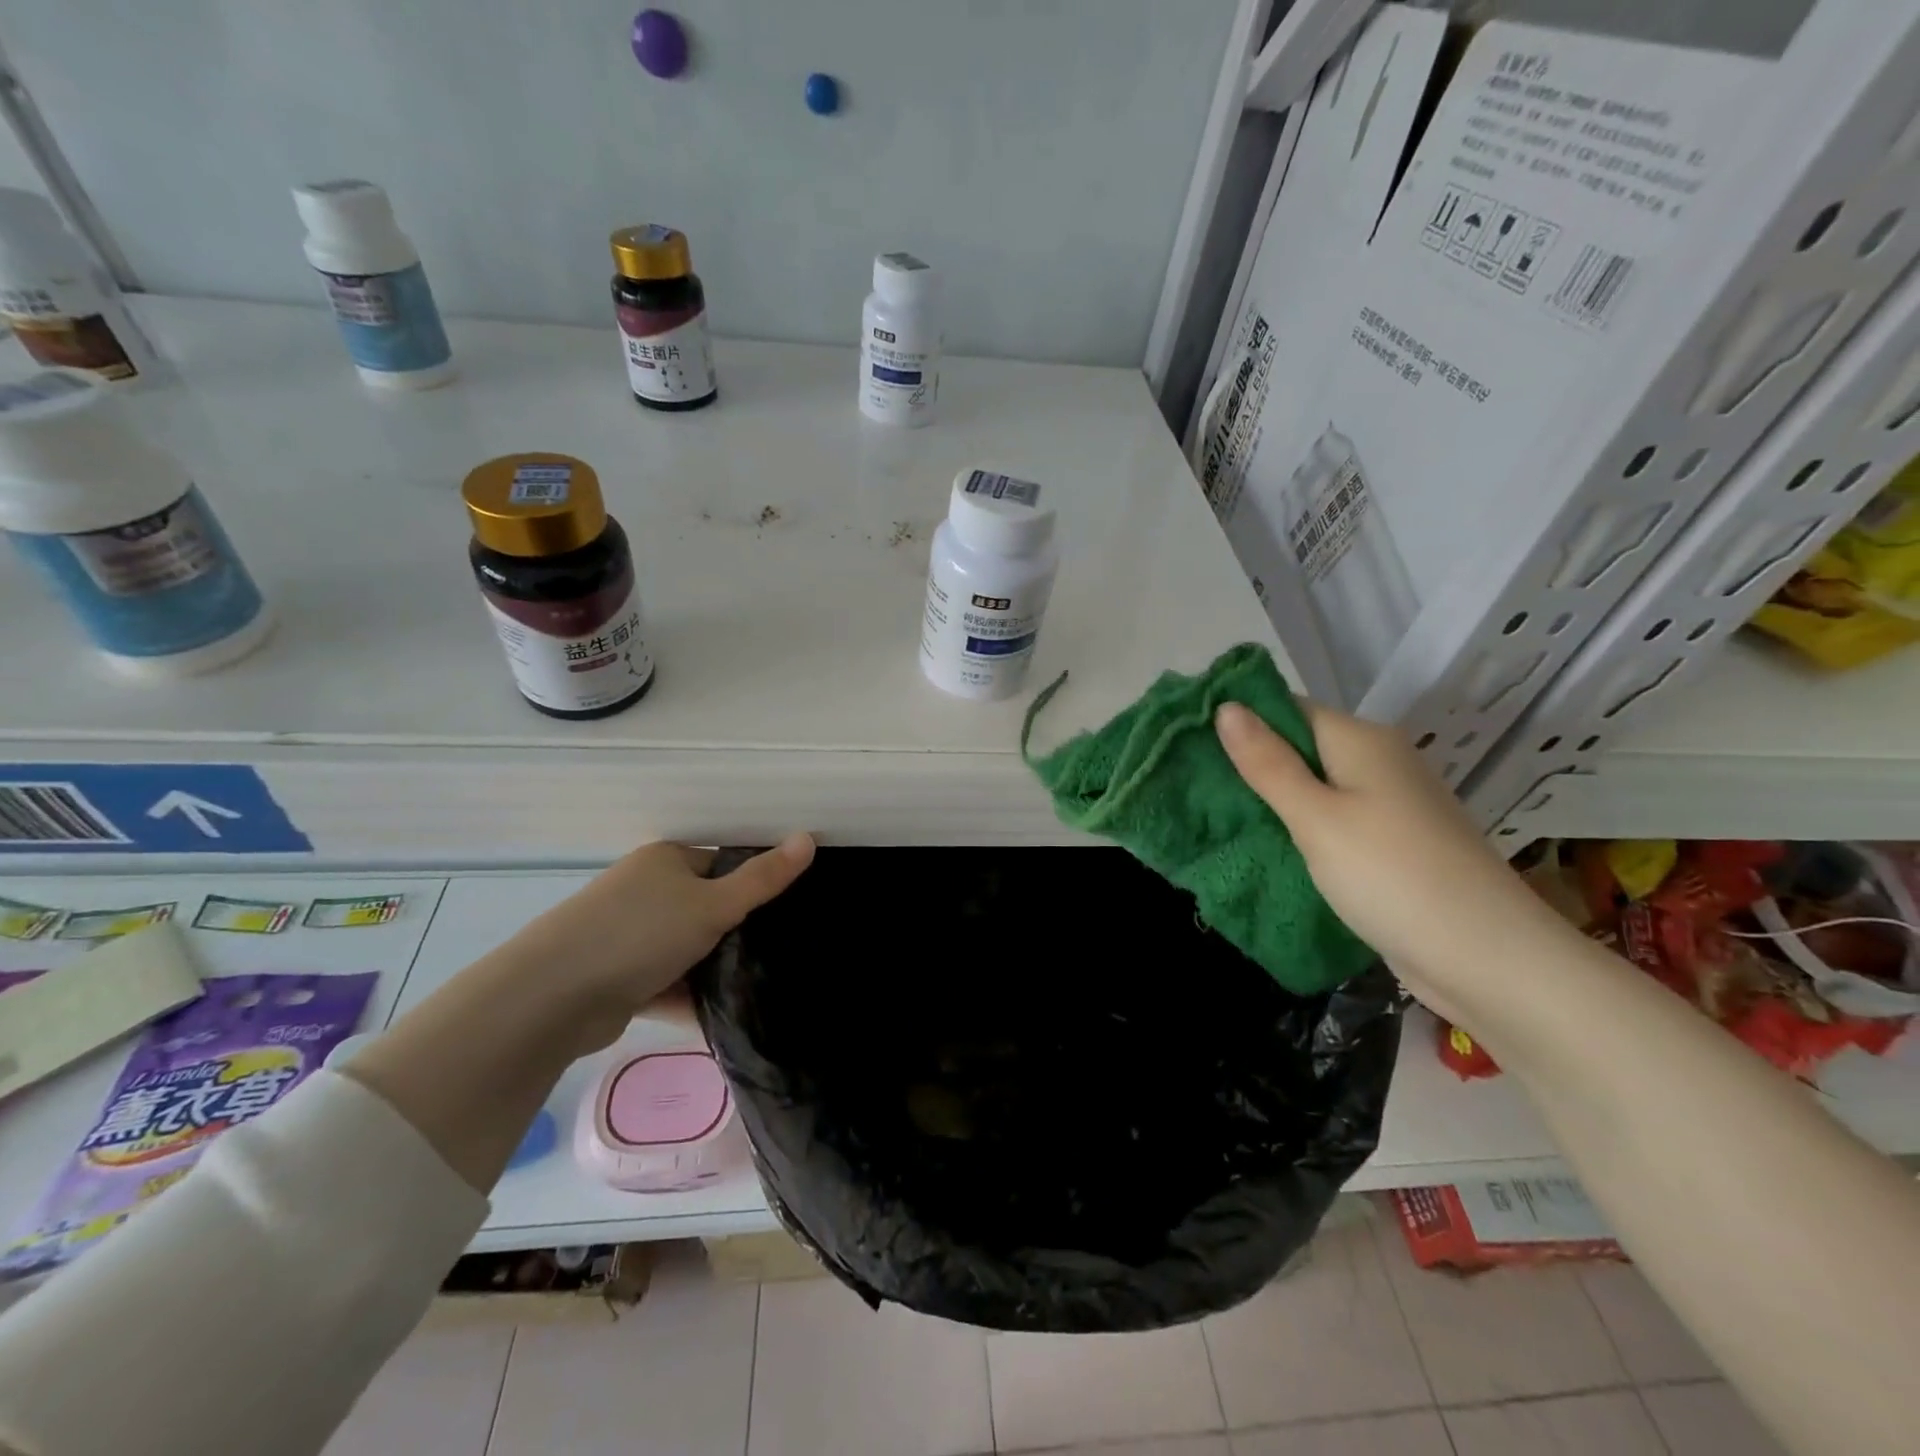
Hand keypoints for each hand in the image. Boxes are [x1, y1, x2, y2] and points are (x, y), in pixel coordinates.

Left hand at [496, 834, 814, 1054]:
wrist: (552, 998)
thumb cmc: (640, 933)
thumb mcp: (713, 904)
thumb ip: (763, 879)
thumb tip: (809, 838)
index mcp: (664, 862)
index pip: (722, 866)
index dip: (752, 887)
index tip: (784, 915)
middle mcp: (643, 892)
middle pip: (705, 909)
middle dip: (734, 934)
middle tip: (774, 954)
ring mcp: (626, 936)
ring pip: (686, 950)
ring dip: (711, 970)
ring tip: (757, 989)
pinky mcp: (615, 978)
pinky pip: (665, 983)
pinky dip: (687, 997)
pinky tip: (721, 1018)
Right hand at [1214, 701, 1559, 1019]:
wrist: (1486, 959)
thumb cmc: (1391, 875)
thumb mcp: (1316, 817)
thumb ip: (1267, 763)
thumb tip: (1226, 707)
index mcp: (1361, 741)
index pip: (1287, 709)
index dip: (1238, 720)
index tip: (1187, 741)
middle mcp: (1377, 762)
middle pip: (1299, 748)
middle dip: (1248, 765)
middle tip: (1189, 784)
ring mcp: (1387, 806)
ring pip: (1313, 789)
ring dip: (1270, 801)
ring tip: (1211, 815)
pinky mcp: (1390, 846)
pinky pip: (1331, 822)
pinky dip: (1298, 830)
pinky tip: (1262, 846)